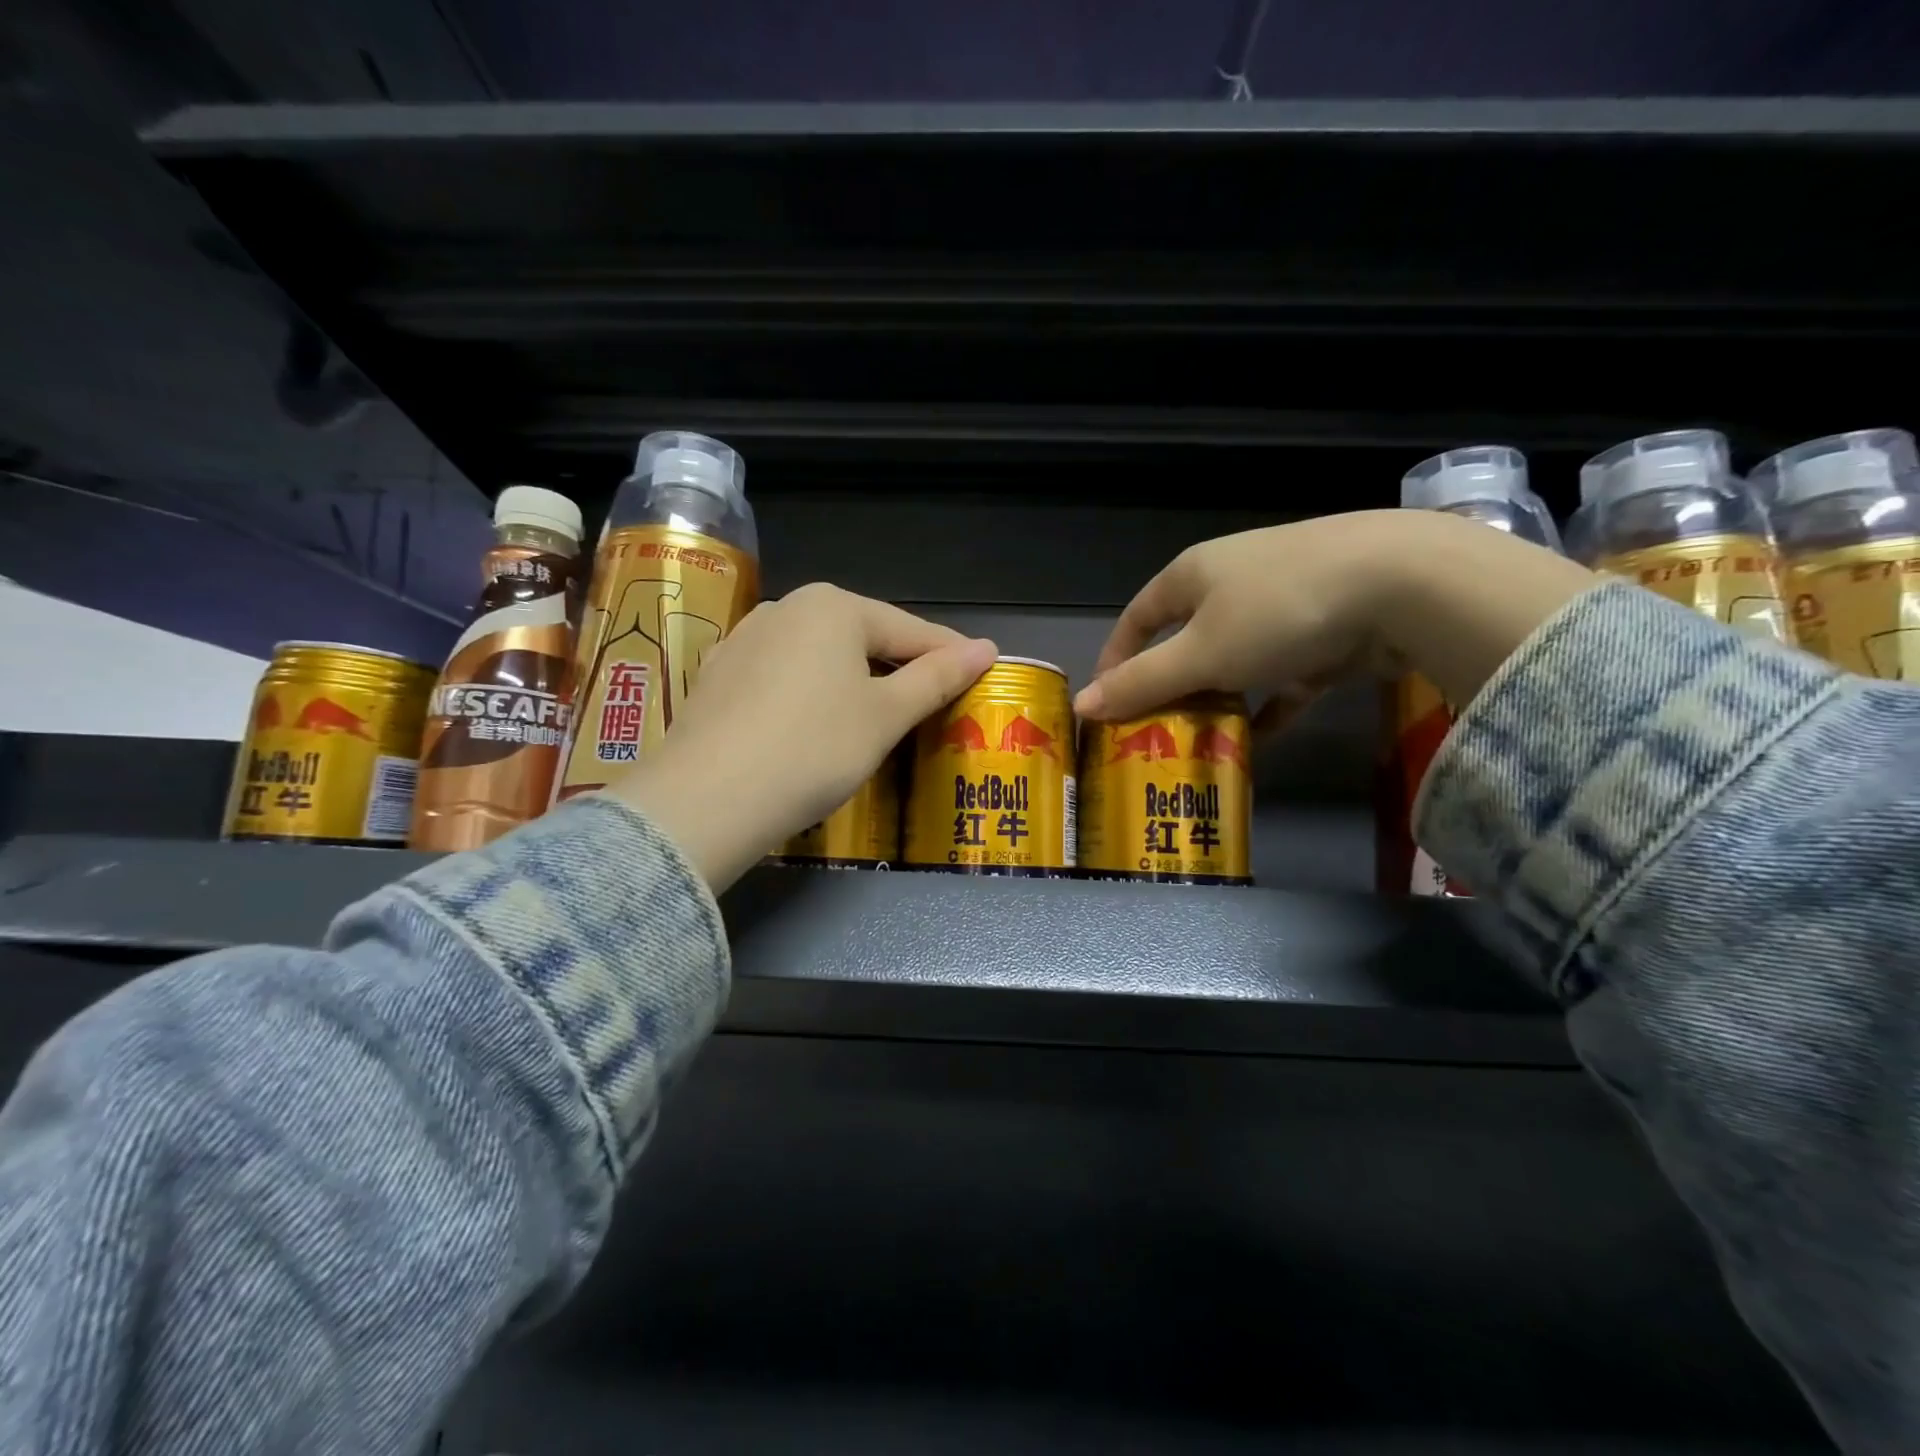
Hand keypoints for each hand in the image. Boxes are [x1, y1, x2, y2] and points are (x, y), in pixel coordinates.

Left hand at [606, 584, 996, 890]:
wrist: (708, 800)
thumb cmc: (814, 749)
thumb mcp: (885, 715)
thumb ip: (937, 677)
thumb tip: (986, 648)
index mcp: (833, 606)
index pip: (910, 630)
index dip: (950, 654)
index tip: (982, 672)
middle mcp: (785, 608)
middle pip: (862, 636)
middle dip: (900, 665)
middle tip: (933, 699)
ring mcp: (744, 639)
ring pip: (819, 655)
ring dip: (854, 679)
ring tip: (878, 713)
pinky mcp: (718, 676)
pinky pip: (782, 676)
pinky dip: (810, 693)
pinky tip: (813, 722)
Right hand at [1077, 510, 1597, 723]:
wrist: (1405, 584)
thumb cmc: (1278, 611)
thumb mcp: (1200, 653)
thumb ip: (1142, 682)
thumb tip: (1082, 706)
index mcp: (1194, 574)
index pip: (1137, 617)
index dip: (1116, 657)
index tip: (1104, 701)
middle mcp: (1233, 581)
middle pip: (1185, 639)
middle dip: (1169, 685)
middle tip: (1152, 731)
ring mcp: (1284, 603)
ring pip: (1235, 659)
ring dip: (1218, 698)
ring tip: (1200, 741)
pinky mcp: (1327, 629)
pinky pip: (1283, 675)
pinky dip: (1268, 704)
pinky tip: (1259, 740)